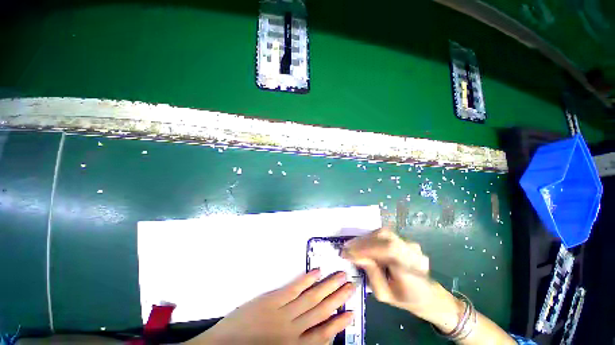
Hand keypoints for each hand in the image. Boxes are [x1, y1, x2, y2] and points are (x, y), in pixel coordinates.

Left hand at [187, 269, 354, 344]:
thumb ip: (297, 344)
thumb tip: (315, 334)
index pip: (323, 333)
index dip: (338, 323)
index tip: (351, 311)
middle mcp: (293, 329)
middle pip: (321, 311)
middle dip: (338, 298)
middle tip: (351, 285)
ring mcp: (283, 311)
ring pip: (311, 298)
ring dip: (327, 286)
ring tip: (340, 276)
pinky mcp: (272, 299)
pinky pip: (293, 288)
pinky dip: (306, 280)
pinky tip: (316, 272)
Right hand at [341, 228, 462, 331]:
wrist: (428, 295)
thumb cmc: (405, 299)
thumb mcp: (384, 294)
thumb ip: (371, 273)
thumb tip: (356, 255)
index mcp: (410, 270)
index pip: (388, 250)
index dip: (366, 248)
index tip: (347, 252)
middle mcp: (412, 252)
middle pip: (384, 237)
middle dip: (362, 241)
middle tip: (346, 247)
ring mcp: (411, 244)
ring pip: (384, 233)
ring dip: (366, 238)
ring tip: (353, 245)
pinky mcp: (406, 240)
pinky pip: (386, 235)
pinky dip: (372, 238)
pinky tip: (364, 244)